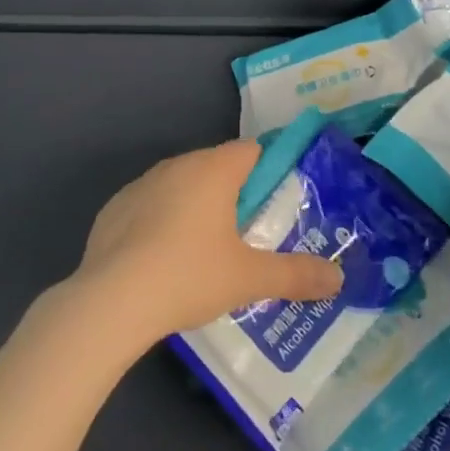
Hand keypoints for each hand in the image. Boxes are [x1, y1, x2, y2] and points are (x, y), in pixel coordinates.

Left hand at [70, 140, 342, 344]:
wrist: (111, 299)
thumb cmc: (189, 275)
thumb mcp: (249, 279)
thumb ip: (296, 275)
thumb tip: (338, 278)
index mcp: (213, 170)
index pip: (250, 151)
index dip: (268, 171)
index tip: (277, 204)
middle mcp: (177, 165)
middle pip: (215, 167)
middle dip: (234, 194)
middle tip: (248, 236)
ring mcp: (140, 184)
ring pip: (180, 186)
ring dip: (196, 207)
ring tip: (206, 253)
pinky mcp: (114, 208)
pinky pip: (149, 206)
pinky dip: (160, 223)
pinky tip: (162, 262)